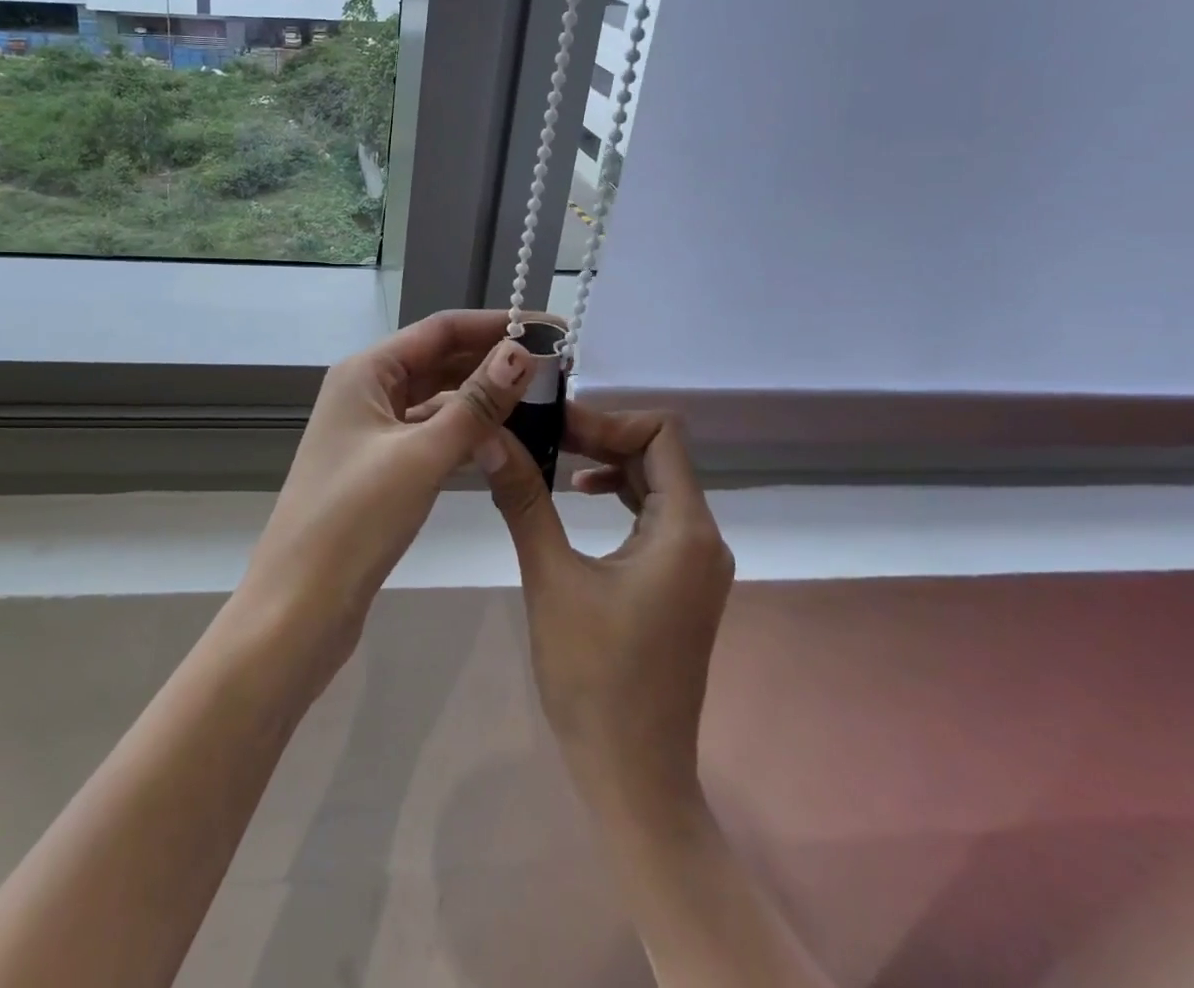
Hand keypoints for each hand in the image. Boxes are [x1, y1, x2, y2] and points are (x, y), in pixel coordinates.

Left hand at [239, 310, 536, 684]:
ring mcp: (371, 431)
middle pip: (438, 360)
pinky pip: (430, 434)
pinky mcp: (380, 468)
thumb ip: (475, 404)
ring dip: (482, 398)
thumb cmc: (354, 519)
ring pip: (436, 400)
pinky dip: (465, 433)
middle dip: (493, 361)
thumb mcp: (421, 456)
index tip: (550, 330)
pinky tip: (502, 441)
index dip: (496, 325)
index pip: (440, 329)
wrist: (298, 606)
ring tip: (541, 401)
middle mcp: (366, 391)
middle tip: (557, 369)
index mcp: (365, 372)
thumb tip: (520, 352)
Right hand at [476, 406, 731, 819]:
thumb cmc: (593, 678)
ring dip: (606, 463)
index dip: (607, 419)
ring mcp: (696, 563)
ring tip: (551, 459)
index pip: (660, 434)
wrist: (633, 775)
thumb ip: (524, 500)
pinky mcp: (681, 582)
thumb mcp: (551, 578)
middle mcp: (702, 537)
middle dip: (599, 436)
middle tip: (539, 434)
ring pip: (656, 483)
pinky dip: (617, 495)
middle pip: (657, 455)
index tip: (552, 424)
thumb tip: (490, 436)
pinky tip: (577, 499)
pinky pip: (653, 516)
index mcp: (685, 530)